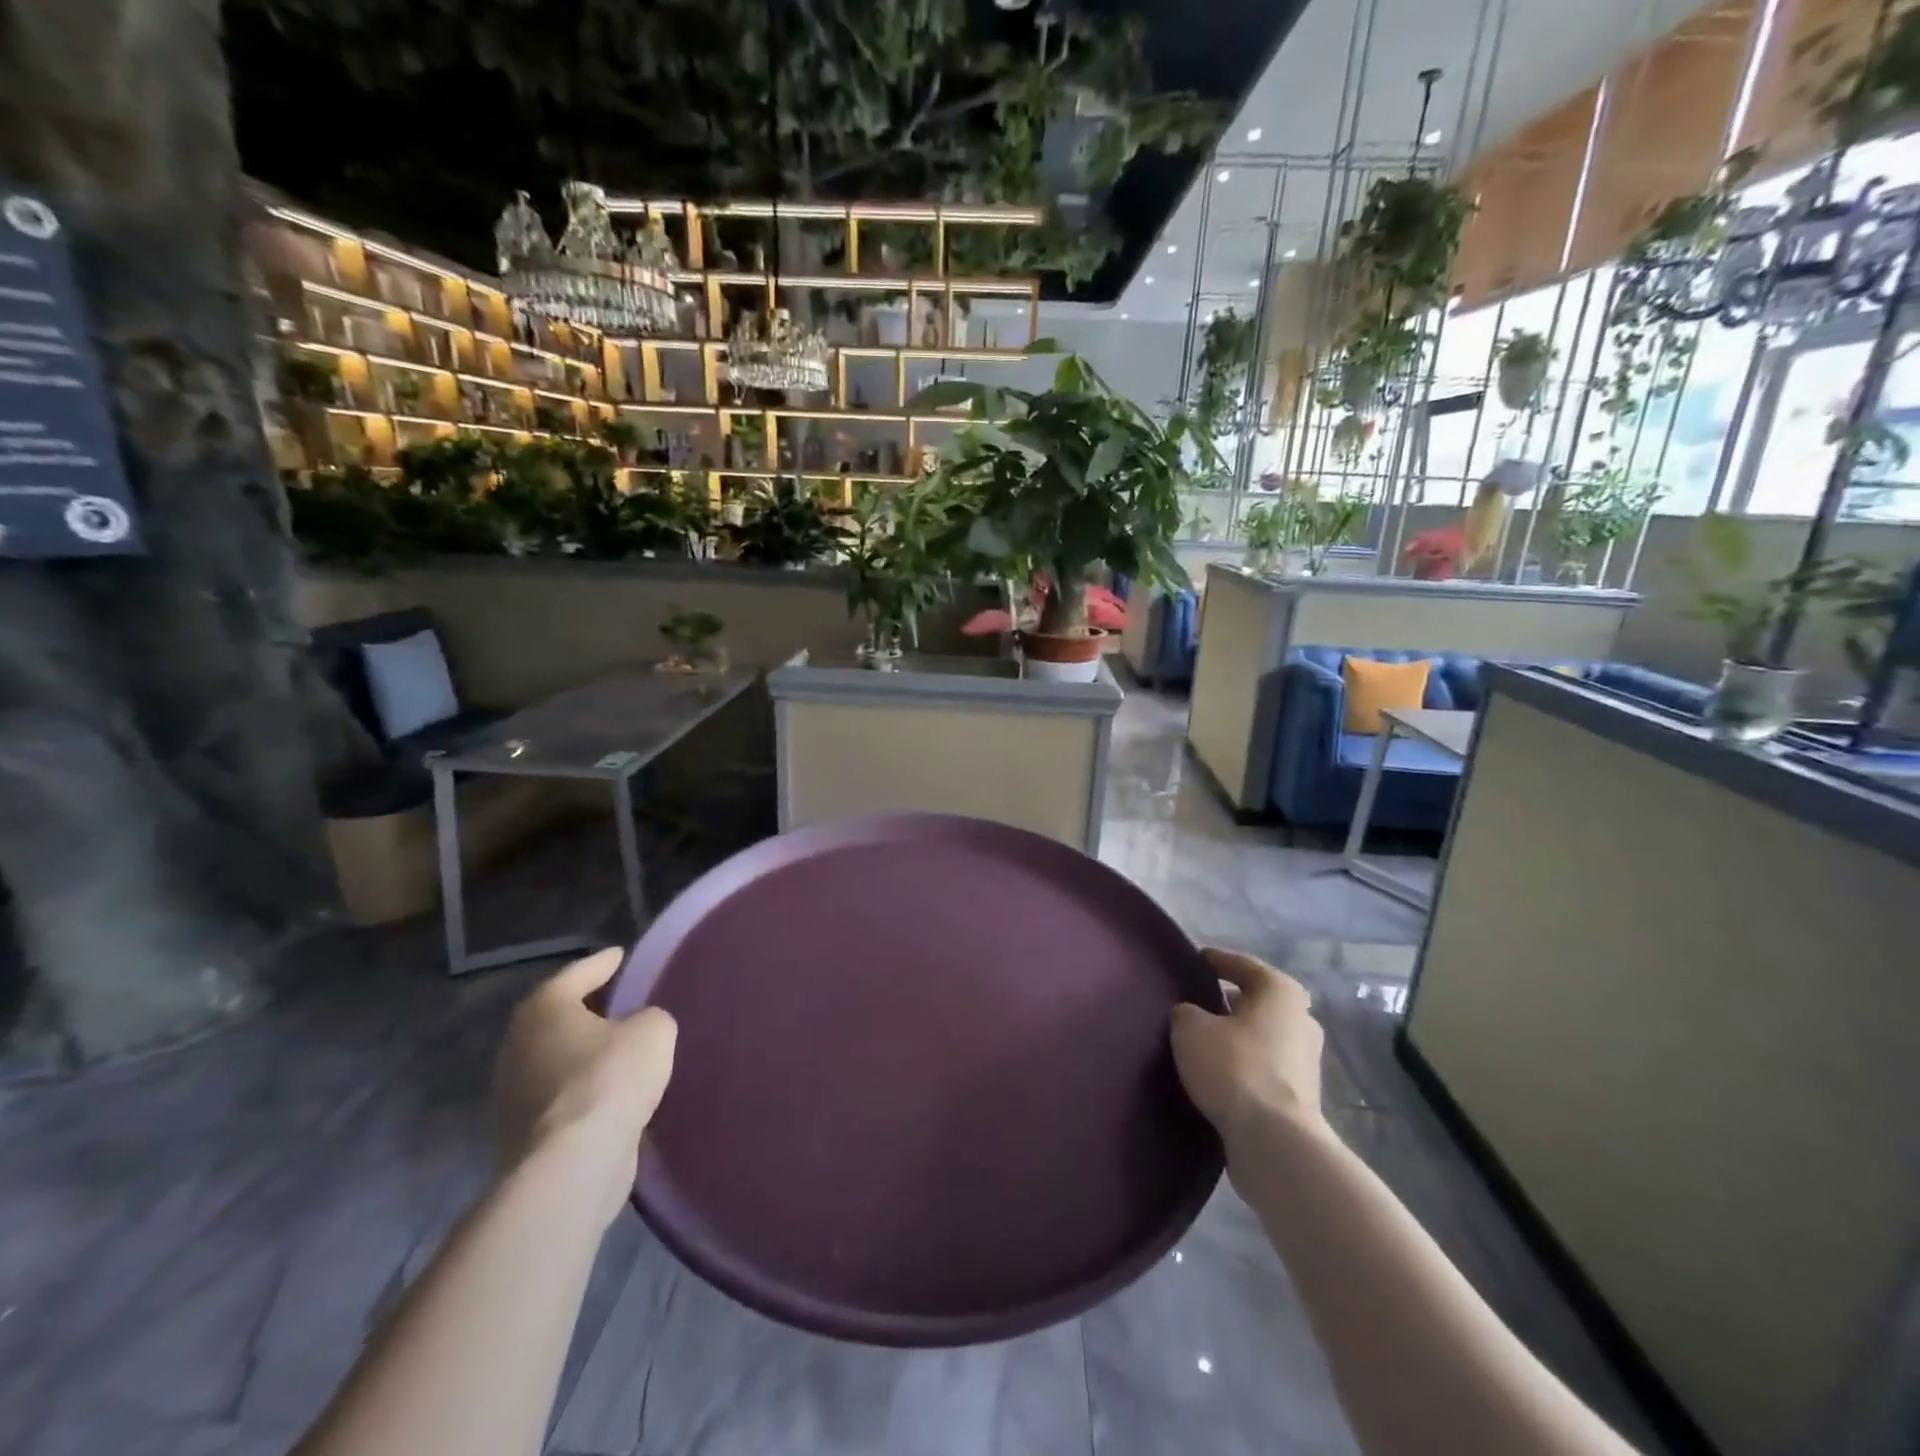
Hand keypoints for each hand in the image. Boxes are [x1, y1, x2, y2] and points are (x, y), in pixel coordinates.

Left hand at [493, 948, 676, 1222]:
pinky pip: (560, 1094)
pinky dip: (583, 1086)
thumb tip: (639, 1028)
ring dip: (584, 1052)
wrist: (572, 1165)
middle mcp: (518, 1044)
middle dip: (588, 1009)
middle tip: (622, 1001)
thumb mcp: (653, 1030)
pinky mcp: (522, 1132)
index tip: (622, 957)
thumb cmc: (610, 1079)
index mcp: (545, 1008)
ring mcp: (513, 1092)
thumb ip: (649, 1018)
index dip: (604, 963)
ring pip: (556, 1057)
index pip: (578, 973)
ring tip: (620, 1047)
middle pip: (559, 1016)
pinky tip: (611, 1088)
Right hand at [1170, 947, 1326, 1153]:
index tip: (1193, 961)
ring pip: (1260, 1034)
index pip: (1241, 964)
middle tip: (1194, 1001)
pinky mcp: (1300, 1093)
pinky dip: (1242, 1062)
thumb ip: (1186, 1012)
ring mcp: (1305, 1058)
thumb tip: (1190, 1015)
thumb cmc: (1234, 1067)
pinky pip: (1263, 1064)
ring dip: (1235, 1034)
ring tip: (1200, 1038)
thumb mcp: (1190, 1028)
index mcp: (1280, 991)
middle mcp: (1300, 1018)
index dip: (1214, 960)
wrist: (1274, 1141)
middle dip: (1227, 1000)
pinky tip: (1216, 1070)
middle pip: (1255, 1000)